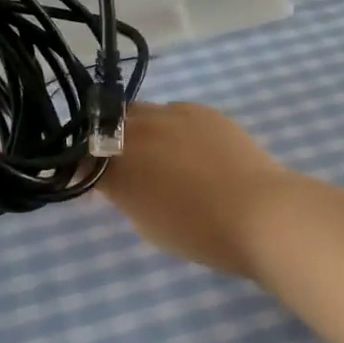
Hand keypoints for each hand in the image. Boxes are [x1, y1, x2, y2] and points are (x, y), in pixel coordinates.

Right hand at [99, 102, 293, 278]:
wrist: (258, 212)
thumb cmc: (199, 231)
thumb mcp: (146, 222)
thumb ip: (125, 194)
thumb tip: (120, 181)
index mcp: (118, 164)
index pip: (85, 160)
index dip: (85, 171)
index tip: (95, 188)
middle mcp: (138, 130)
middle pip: (108, 127)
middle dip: (109, 144)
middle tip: (124, 169)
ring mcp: (172, 114)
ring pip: (141, 113)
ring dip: (138, 131)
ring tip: (159, 156)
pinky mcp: (202, 111)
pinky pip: (174, 112)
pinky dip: (171, 127)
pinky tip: (189, 149)